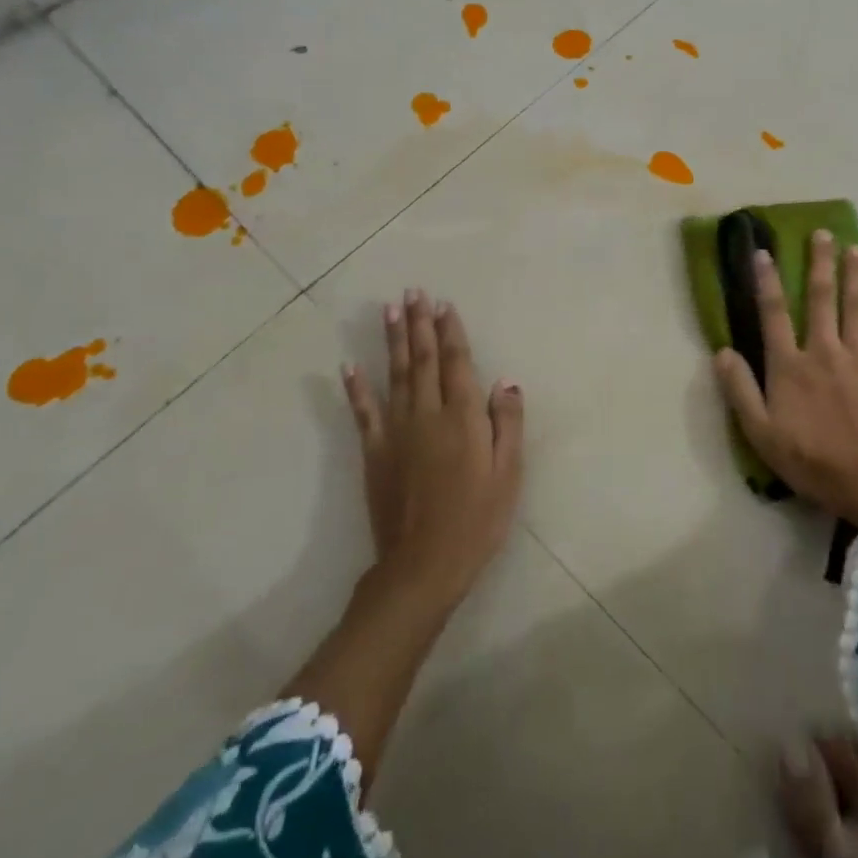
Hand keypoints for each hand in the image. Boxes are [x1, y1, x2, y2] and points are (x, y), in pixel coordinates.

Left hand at [343, 288, 523, 608]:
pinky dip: (356, 387)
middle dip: (420, 324)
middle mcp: (428, 413)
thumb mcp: (508, 473)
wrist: (424, 564)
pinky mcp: (375, 452)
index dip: (451, 332)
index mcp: (463, 416)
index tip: (444, 305)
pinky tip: (349, 365)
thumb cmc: (477, 519)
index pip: (457, 362)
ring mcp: (397, 431)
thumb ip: (508, 423)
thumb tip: (505, 380)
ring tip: (390, 310)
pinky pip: (363, 413)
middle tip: (414, 292)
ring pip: (394, 375)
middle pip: (423, 359)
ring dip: (392, 340)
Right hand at [714, 230, 857, 533]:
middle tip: (822, 233)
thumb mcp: (760, 432)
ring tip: (855, 249)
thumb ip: (739, 389)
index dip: (767, 280)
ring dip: (856, 275)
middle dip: (820, 262)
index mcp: (790, 364)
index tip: (764, 252)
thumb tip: (722, 351)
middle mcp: (824, 350)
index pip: (774, 312)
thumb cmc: (809, 459)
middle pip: (821, 297)